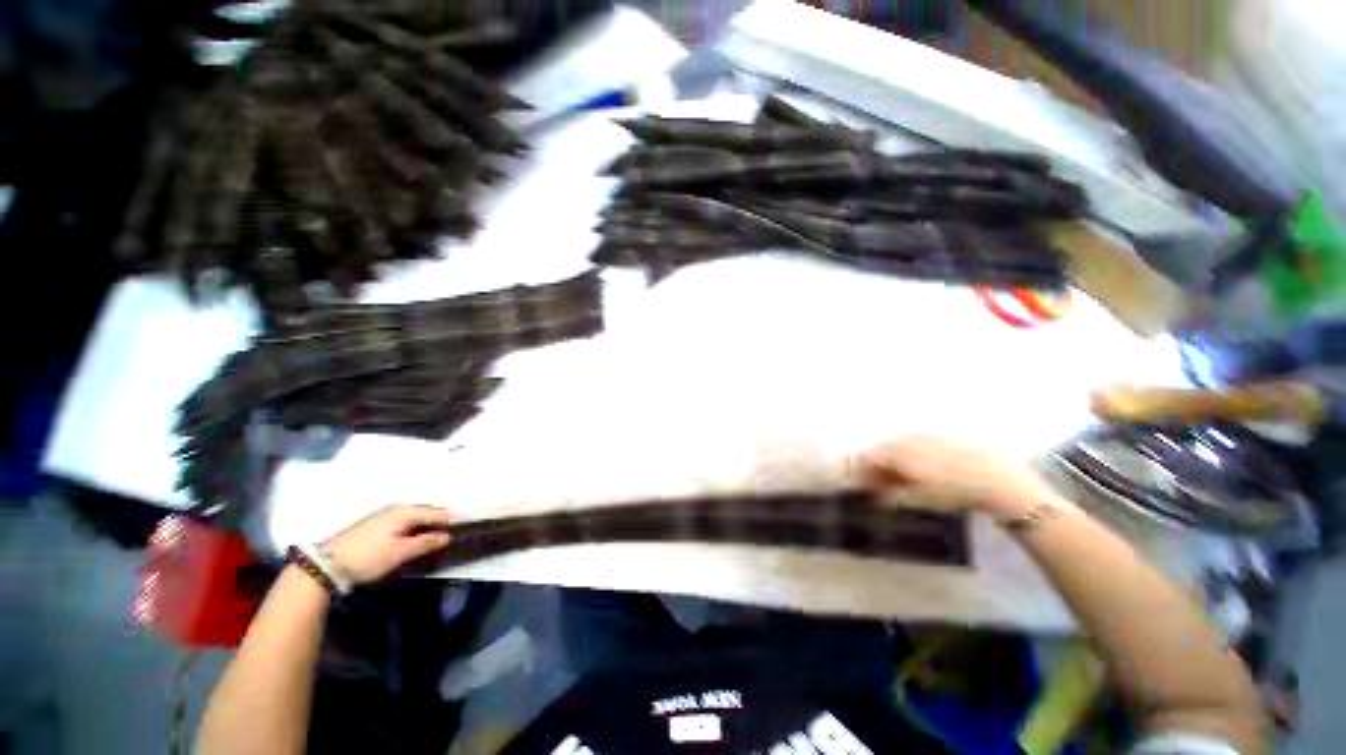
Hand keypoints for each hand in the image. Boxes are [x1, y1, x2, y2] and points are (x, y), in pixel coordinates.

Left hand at [322, 504, 453, 585]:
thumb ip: (426, 543)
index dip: (453, 521)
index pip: (438, 513)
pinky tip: (415, 539)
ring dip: (427, 526)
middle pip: (427, 513)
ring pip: (415, 518)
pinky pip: (404, 522)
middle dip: (441, 522)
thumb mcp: (400, 553)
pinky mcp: (376, 524)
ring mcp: (385, 515)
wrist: (325, 564)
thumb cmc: (368, 557)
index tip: (467, 528)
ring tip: (437, 539)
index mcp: (407, 511)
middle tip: (454, 535)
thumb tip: (447, 536)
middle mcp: (398, 508)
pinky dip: (414, 529)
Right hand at [852, 437, 1058, 519]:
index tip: (861, 485)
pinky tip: (919, 467)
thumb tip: (876, 497)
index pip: (868, 457)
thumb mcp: (919, 499)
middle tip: (878, 483)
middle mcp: (906, 440)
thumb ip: (892, 496)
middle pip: (881, 449)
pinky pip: (914, 442)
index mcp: (897, 453)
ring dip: (892, 459)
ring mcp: (923, 436)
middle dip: (876, 465)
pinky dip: (908, 454)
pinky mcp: (940, 436)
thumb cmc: (954, 492)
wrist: (997, 480)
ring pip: (897, 444)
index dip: (860, 471)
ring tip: (899, 477)